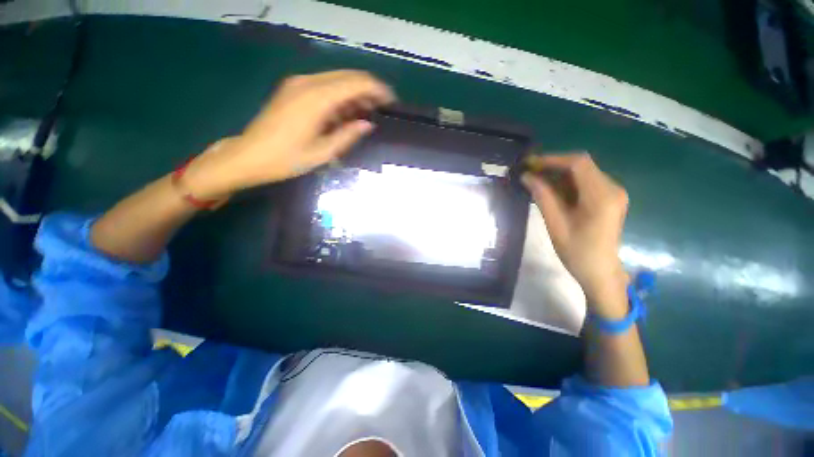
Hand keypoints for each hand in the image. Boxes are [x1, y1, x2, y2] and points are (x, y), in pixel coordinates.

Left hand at [183, 70, 395, 199]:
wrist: (248, 156)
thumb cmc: (287, 159)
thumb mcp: (323, 153)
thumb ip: (348, 135)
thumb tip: (367, 124)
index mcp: (316, 98)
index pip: (356, 83)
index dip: (377, 89)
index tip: (391, 102)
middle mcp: (307, 83)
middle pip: (347, 76)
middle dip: (368, 89)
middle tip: (382, 109)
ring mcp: (298, 83)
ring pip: (337, 79)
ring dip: (355, 93)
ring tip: (367, 114)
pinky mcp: (293, 89)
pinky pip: (324, 85)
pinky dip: (340, 96)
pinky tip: (346, 113)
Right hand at [522, 153, 628, 315]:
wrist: (600, 272)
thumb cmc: (577, 252)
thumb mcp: (556, 224)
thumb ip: (542, 197)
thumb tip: (526, 177)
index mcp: (601, 196)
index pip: (578, 164)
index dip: (552, 160)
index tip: (530, 164)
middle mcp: (612, 189)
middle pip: (581, 166)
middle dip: (553, 166)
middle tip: (529, 173)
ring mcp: (613, 193)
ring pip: (582, 173)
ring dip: (558, 175)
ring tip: (535, 181)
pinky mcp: (608, 199)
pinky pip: (585, 183)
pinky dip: (566, 183)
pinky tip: (550, 190)